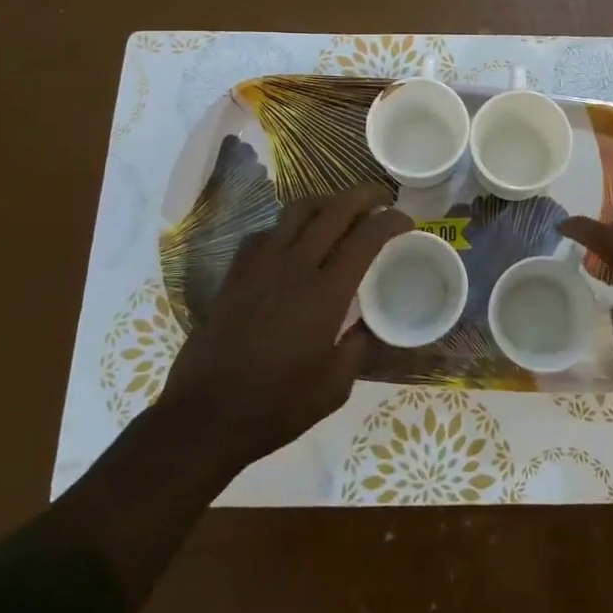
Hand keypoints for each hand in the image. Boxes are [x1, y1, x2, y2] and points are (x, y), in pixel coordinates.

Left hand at [157, 183, 410, 483]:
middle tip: (382, 198)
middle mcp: (294, 266)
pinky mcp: (236, 272)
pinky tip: (294, 243)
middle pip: (334, 209)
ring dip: (327, 202)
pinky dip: (289, 226)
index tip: (406, 221)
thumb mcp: (334, 387)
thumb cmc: (276, 406)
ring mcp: (260, 264)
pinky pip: (268, 231)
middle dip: (364, 196)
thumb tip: (365, 326)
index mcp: (325, 293)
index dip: (391, 221)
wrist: (205, 416)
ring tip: (340, 210)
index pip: (366, 237)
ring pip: (298, 210)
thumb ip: (356, 347)